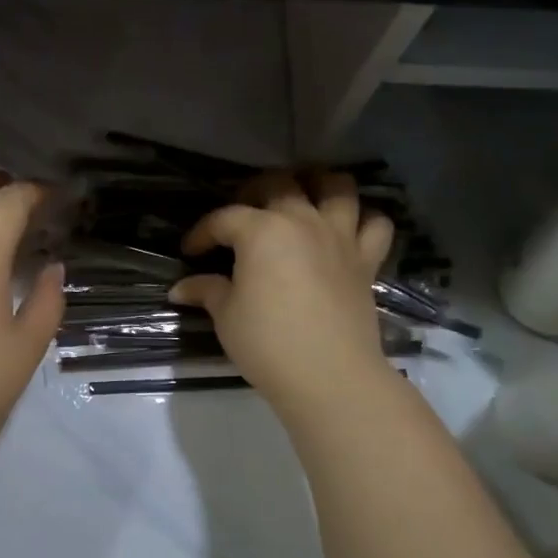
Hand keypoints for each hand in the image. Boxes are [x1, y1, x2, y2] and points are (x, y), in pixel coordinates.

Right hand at [169, 171, 395, 416]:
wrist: (328, 374)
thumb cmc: (267, 342)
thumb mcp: (226, 316)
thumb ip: (207, 292)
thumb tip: (182, 288)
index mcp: (262, 231)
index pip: (224, 218)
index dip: (202, 232)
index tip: (190, 250)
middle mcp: (303, 221)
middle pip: (279, 184)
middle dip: (253, 192)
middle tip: (241, 215)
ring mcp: (340, 237)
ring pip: (337, 187)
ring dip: (318, 184)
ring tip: (302, 198)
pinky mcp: (366, 260)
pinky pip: (376, 224)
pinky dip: (363, 219)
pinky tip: (347, 229)